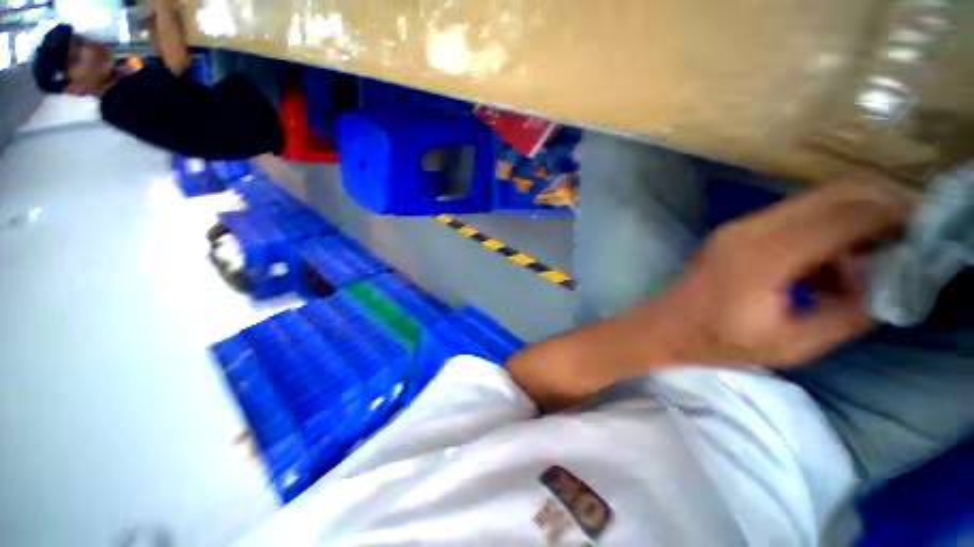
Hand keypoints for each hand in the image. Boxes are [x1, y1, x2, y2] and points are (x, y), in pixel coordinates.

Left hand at [651, 181, 915, 366]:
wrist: (663, 327)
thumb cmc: (716, 342)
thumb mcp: (791, 343)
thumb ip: (847, 316)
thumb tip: (891, 289)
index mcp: (765, 255)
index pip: (846, 214)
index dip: (894, 215)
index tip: (925, 231)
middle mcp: (751, 228)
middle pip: (834, 195)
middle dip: (880, 211)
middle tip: (906, 244)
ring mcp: (740, 227)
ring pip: (815, 205)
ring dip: (851, 226)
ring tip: (863, 272)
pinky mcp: (735, 233)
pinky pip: (793, 219)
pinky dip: (824, 235)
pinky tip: (828, 273)